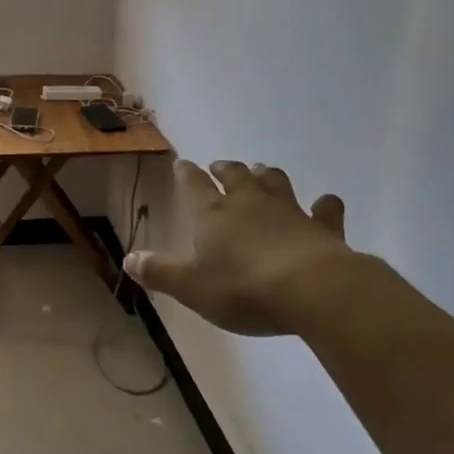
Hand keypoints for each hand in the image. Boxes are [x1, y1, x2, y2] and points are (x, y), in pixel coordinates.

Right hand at [123, 159, 390, 336]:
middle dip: (226, 169)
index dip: (187, 174)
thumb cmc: (243, 288)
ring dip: (267, 176)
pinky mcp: (323, 228)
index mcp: (214, 214)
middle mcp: (250, 203)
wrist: (312, 290)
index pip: (195, 185)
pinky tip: (326, 204)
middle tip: (221, 166)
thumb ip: (160, 272)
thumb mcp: (191, 287)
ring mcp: (290, 211)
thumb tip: (128, 258)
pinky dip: (324, 205)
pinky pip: (325, 210)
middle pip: (236, 176)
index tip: (183, 163)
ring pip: (276, 182)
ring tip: (263, 172)